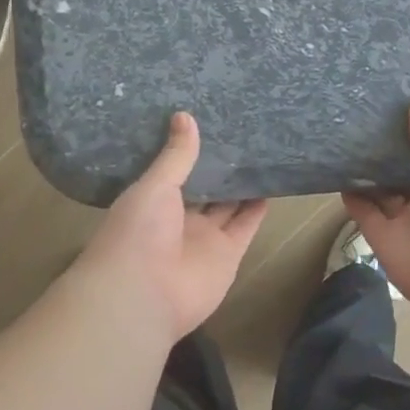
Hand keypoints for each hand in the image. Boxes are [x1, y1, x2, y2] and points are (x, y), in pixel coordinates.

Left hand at [76, 112, 268, 341]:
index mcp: (153, 202)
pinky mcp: (229, 254)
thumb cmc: (138, 233)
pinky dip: (258, 207)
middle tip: (240, 132)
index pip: (175, 172)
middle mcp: (178, 219)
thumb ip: (175, 156)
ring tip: (261, 152)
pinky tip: (271, 182)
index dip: (190, 152)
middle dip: (219, 167)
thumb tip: (184, 115)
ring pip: (228, 206)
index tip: (208, 123)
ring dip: (241, 185)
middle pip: (204, 189)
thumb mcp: (154, 186)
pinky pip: (246, 226)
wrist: (144, 295)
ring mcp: (204, 238)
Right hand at [342, 101, 409, 323]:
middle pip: (402, 175)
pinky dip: (352, 196)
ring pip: (380, 193)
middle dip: (386, 154)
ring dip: (366, 173)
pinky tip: (340, 171)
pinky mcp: (384, 239)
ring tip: (345, 140)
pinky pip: (364, 214)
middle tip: (362, 120)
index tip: (393, 111)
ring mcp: (406, 222)